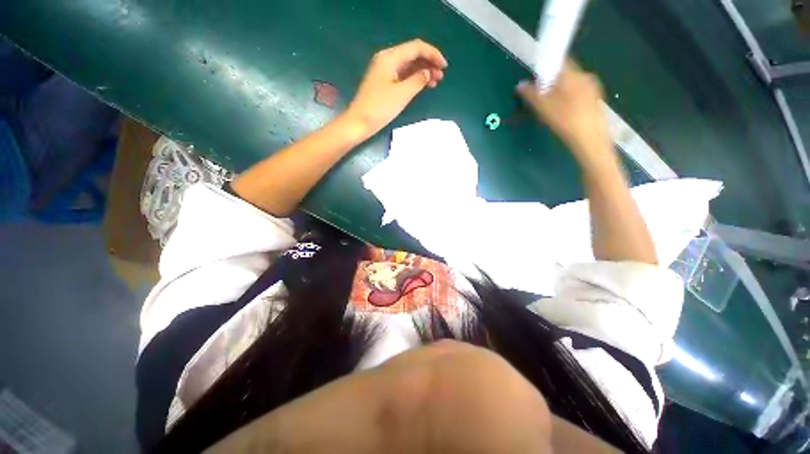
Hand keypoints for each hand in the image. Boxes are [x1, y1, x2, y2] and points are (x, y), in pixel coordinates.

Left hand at [344, 39, 447, 139]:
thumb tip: (428, 72)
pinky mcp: (384, 82)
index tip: (444, 66)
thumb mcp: (402, 94)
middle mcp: (387, 59)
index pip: (416, 47)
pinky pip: (403, 75)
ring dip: (423, 71)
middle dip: (429, 62)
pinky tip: (423, 85)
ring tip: (436, 82)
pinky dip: (414, 78)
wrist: (360, 122)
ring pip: (408, 65)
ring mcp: (385, 71)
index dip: (432, 54)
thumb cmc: (380, 108)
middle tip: (441, 76)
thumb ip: (417, 80)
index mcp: (390, 57)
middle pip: (412, 54)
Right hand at [516, 61, 610, 162]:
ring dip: (559, 90)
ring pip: (571, 84)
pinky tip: (562, 112)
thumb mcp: (545, 108)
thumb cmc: (566, 121)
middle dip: (551, 81)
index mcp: (575, 75)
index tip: (535, 78)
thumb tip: (520, 84)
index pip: (559, 61)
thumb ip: (532, 94)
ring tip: (549, 106)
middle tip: (540, 96)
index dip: (545, 67)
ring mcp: (593, 88)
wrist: (590, 140)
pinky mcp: (595, 100)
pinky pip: (577, 92)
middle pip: (565, 73)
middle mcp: (586, 77)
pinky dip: (567, 97)